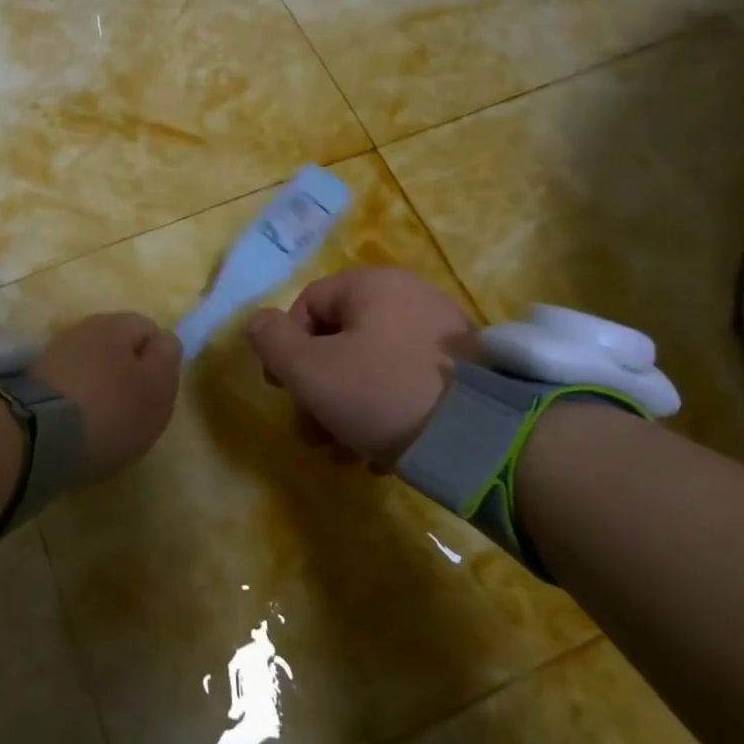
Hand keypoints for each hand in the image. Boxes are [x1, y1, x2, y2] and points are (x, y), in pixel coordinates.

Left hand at [32, 312, 182, 484]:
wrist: (38, 434)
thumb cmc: (111, 410)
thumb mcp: (157, 387)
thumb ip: (167, 357)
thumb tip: (163, 340)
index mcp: (116, 324)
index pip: (149, 329)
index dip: (159, 359)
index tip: (157, 392)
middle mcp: (84, 329)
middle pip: (119, 347)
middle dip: (128, 373)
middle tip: (134, 410)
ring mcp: (56, 352)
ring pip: (93, 365)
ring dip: (102, 387)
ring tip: (104, 422)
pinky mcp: (35, 379)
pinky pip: (70, 384)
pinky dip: (78, 401)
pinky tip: (79, 425)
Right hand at [244, 267, 475, 461]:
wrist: (486, 442)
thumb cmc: (382, 393)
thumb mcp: (310, 369)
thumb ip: (272, 340)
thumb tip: (256, 321)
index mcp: (373, 285)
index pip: (309, 303)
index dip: (286, 346)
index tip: (281, 389)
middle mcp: (410, 297)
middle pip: (341, 339)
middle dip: (317, 388)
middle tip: (311, 431)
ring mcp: (445, 335)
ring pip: (373, 366)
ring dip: (346, 407)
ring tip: (342, 454)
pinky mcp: (470, 373)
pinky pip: (409, 384)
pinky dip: (386, 413)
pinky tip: (380, 457)